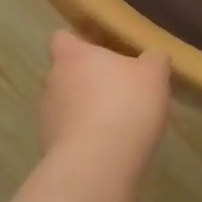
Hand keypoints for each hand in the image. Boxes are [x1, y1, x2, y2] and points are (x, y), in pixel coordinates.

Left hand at [39, 30, 170, 162]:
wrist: (98, 164)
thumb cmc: (125, 105)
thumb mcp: (154, 75)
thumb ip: (154, 60)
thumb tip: (154, 56)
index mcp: (72, 56)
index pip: (62, 37)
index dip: (79, 40)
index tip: (100, 47)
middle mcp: (52, 82)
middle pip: (66, 72)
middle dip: (88, 78)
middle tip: (118, 85)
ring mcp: (47, 117)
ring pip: (66, 104)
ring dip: (85, 109)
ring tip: (117, 120)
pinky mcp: (50, 148)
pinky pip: (69, 134)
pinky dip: (85, 136)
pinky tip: (109, 146)